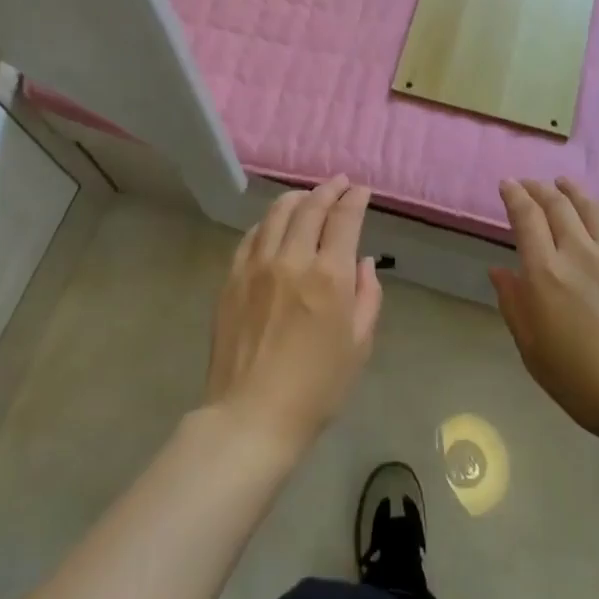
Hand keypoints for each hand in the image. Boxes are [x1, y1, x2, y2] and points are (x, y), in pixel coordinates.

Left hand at [203, 176, 382, 457]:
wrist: (252, 416)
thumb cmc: (316, 389)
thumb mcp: (359, 346)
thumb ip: (367, 297)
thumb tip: (362, 263)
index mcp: (329, 276)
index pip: (344, 219)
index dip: (355, 198)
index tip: (361, 190)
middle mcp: (292, 260)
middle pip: (310, 208)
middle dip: (328, 189)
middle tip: (338, 183)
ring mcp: (257, 266)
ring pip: (276, 214)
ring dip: (296, 198)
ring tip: (307, 196)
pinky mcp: (232, 279)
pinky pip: (251, 237)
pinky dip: (267, 222)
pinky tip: (273, 224)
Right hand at [492, 178, 598, 454]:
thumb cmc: (585, 383)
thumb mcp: (534, 351)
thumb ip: (514, 305)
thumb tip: (499, 270)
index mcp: (545, 274)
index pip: (526, 218)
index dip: (514, 195)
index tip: (507, 184)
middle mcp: (579, 253)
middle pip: (557, 205)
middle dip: (539, 188)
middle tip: (530, 184)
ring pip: (591, 207)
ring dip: (572, 190)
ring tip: (563, 183)